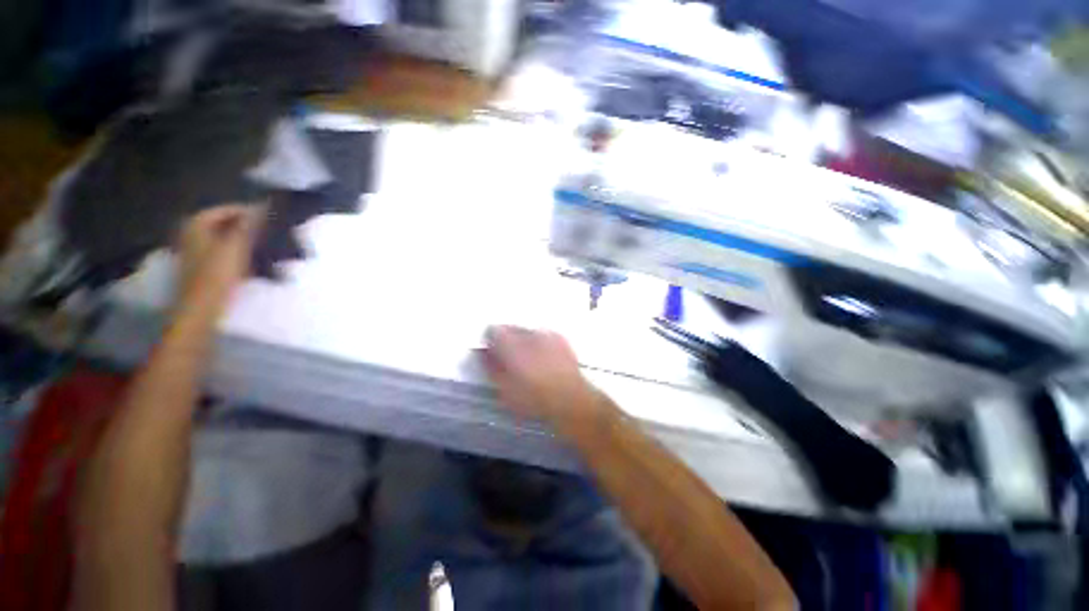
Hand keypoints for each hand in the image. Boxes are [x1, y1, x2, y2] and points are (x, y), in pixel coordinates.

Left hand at [175, 204, 263, 318]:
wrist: (201, 308)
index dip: (250, 212)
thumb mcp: (236, 246)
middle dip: (248, 227)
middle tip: (271, 233)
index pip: (228, 209)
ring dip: (246, 241)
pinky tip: (255, 261)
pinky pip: (225, 252)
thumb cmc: (217, 274)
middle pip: (226, 223)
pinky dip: (240, 254)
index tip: (272, 219)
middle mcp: (193, 233)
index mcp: (197, 224)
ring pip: (227, 238)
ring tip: (267, 247)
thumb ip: (249, 225)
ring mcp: (197, 250)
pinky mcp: (204, 266)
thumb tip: (263, 206)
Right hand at [482, 326, 603, 429]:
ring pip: (527, 331)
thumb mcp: (504, 388)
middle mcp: (528, 333)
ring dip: (523, 341)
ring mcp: (546, 333)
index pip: (492, 330)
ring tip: (528, 361)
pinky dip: (540, 343)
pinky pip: (543, 335)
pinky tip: (543, 359)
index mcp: (510, 343)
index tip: (491, 353)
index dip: (490, 342)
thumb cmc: (535, 397)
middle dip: (507, 340)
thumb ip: (491, 367)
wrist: (569, 398)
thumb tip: (484, 354)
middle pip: (510, 328)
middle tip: (509, 359)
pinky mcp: (560, 338)